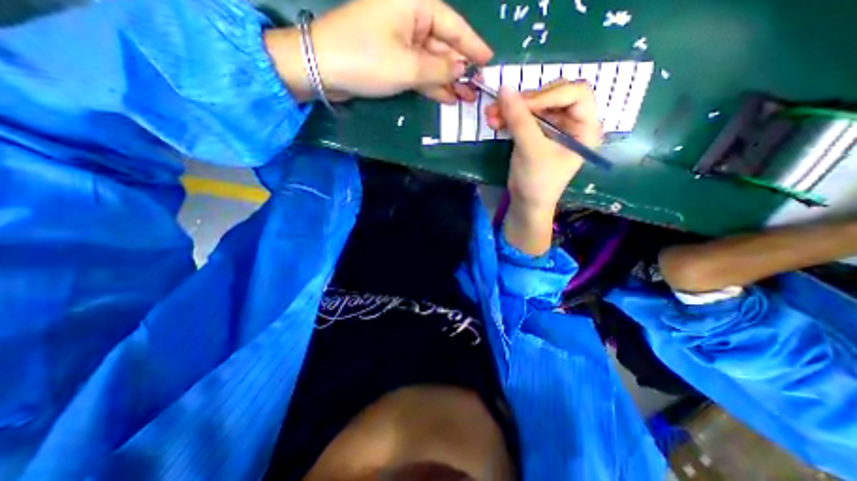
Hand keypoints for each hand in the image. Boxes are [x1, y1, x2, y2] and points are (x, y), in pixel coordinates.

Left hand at [264, 1, 491, 103]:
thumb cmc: (366, 59)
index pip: (453, 25)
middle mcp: (409, 18)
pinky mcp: (392, 60)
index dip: (473, 45)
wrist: (322, 69)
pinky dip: (432, 84)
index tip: (490, 60)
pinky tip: (448, 97)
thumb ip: (439, 68)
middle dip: (461, 69)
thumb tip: (462, 69)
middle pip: (444, 45)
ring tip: (467, 98)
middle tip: (478, 89)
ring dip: (449, 81)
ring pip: (432, 61)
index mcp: (415, 5)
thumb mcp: (408, 66)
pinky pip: (419, 71)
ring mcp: (400, 42)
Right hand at [481, 81, 600, 255]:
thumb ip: (519, 119)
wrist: (525, 204)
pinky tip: (493, 120)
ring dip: (510, 109)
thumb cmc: (538, 182)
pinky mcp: (535, 134)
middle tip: (501, 106)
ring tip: (490, 114)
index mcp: (585, 127)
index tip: (523, 105)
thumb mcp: (532, 150)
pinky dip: (508, 118)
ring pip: (533, 107)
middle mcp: (571, 123)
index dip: (549, 94)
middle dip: (524, 102)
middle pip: (551, 97)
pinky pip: (523, 118)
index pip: (575, 93)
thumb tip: (504, 88)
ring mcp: (552, 128)